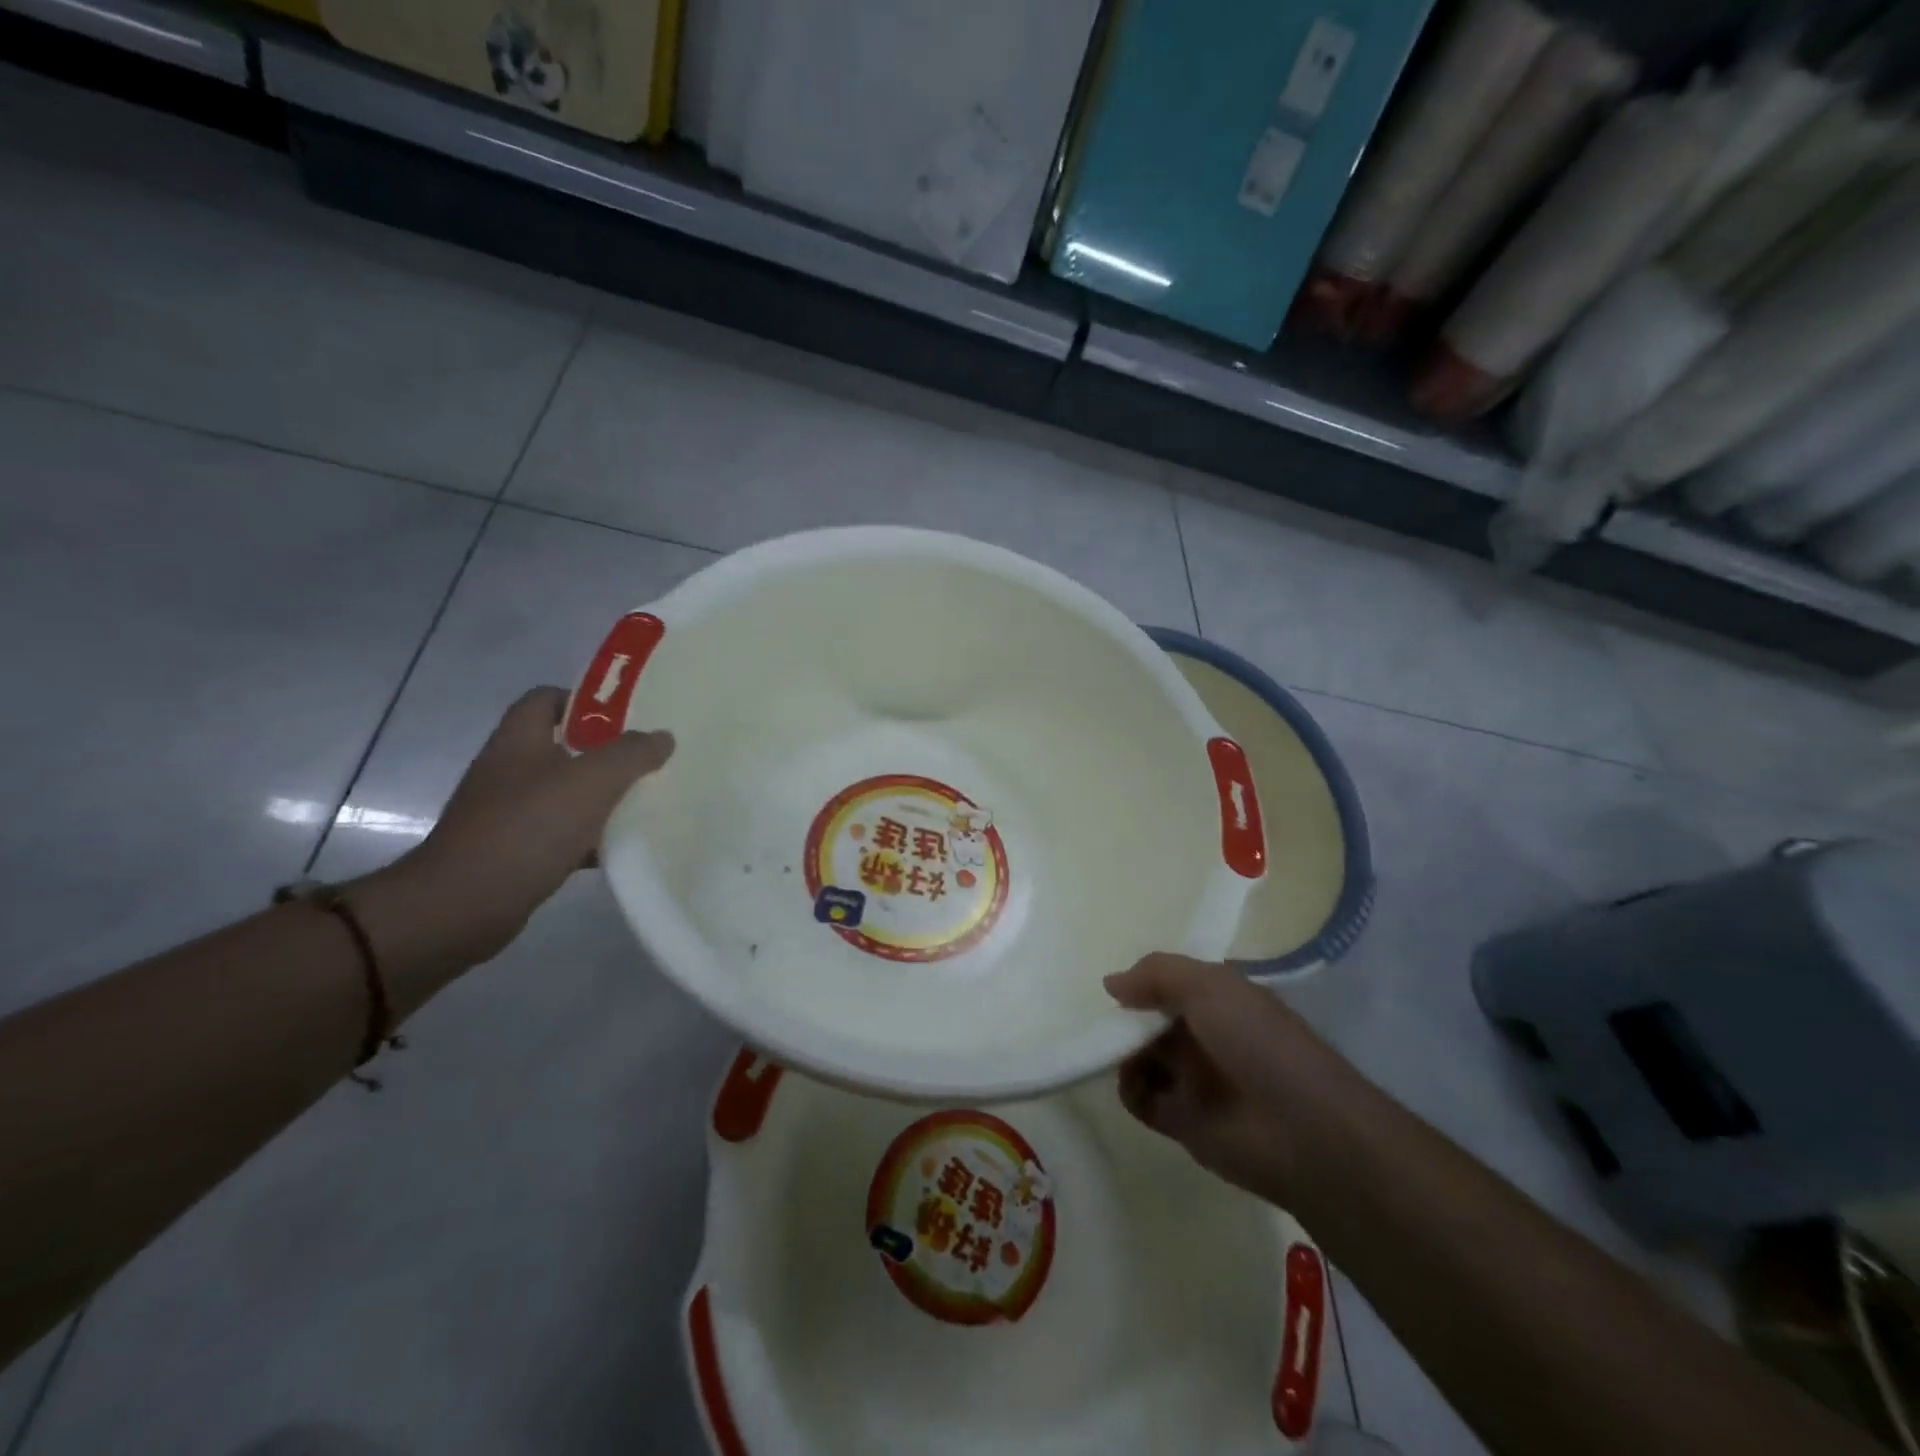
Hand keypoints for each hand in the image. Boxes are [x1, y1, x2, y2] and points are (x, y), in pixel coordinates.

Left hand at [351, 688, 673, 980]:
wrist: (464, 905)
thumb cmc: (528, 827)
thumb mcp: (592, 781)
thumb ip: (632, 754)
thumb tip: (662, 737)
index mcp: (519, 740)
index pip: (547, 698)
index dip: (586, 700)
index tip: (629, 717)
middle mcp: (509, 769)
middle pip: (562, 746)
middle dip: (606, 751)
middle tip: (647, 758)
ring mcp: (508, 812)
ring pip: (565, 792)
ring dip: (601, 796)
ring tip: (644, 801)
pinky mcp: (514, 850)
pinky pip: (561, 833)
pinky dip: (590, 837)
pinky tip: (620, 847)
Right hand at [1106, 954, 1323, 1204]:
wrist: (1304, 1133)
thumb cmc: (1259, 1042)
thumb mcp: (1209, 987)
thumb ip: (1157, 974)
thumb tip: (1111, 984)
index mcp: (1221, 999)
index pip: (1173, 983)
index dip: (1146, 980)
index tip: (1119, 985)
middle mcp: (1207, 1035)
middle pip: (1151, 1019)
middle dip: (1127, 1017)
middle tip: (1108, 1021)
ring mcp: (1195, 1079)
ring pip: (1142, 1057)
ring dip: (1122, 1052)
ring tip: (1115, 1052)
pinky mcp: (1183, 1121)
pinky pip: (1142, 1098)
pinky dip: (1130, 1089)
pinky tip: (1132, 1082)